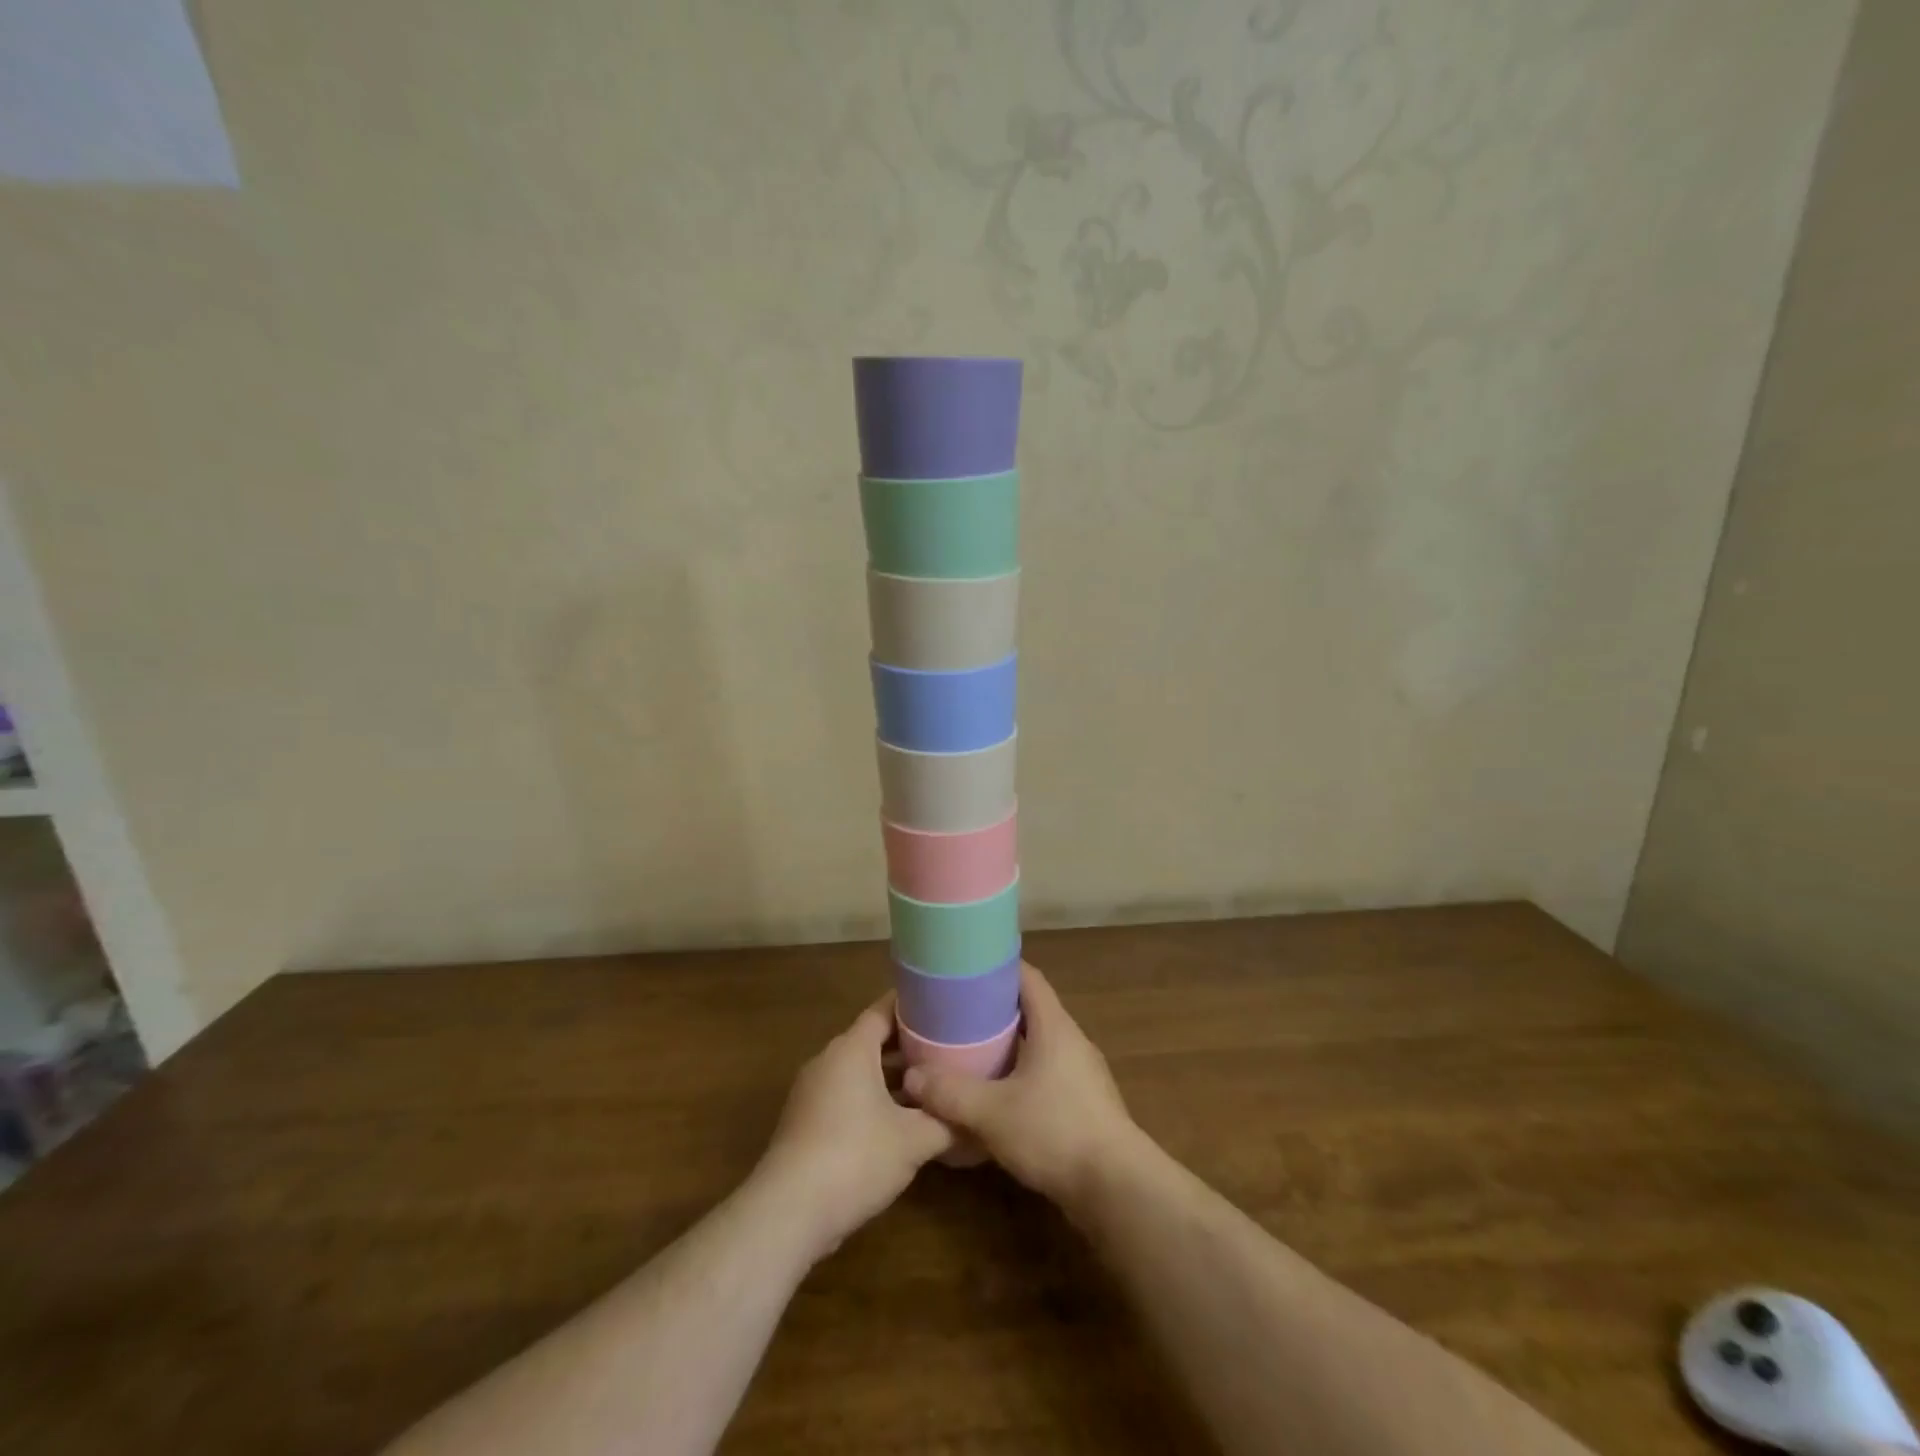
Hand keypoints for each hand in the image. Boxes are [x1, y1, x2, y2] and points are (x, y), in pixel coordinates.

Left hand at [755, 997, 952, 1258]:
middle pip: (873, 1040)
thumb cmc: (855, 1158)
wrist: (788, 1213)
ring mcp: (813, 1092)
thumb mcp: (914, 1140)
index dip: (914, 1006)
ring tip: (932, 1083)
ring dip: (893, 1076)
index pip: (885, 1009)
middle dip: (910, 1044)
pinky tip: (901, 1122)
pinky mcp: (807, 1123)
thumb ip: (947, 1121)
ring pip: (860, 1071)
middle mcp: (829, 1061)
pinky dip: (874, 1099)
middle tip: (949, 1046)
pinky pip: (847, 1096)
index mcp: (852, 1049)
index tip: (944, 1006)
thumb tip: (976, 1116)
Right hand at [903, 963, 1144, 1211]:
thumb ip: (950, 1093)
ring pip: (1039, 1045)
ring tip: (970, 1052)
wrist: (1117, 1188)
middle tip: (957, 1014)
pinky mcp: (1085, 1104)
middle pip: (1031, 1010)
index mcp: (1054, 1026)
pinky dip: (1021, 1074)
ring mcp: (1082, 1073)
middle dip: (995, 1009)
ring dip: (1008, 1045)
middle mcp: (1071, 1040)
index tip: (966, 969)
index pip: (1027, 977)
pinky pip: (1047, 1074)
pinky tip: (997, 1095)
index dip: (998, 968)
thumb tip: (911, 1077)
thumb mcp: (992, 1113)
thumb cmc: (1055, 1132)